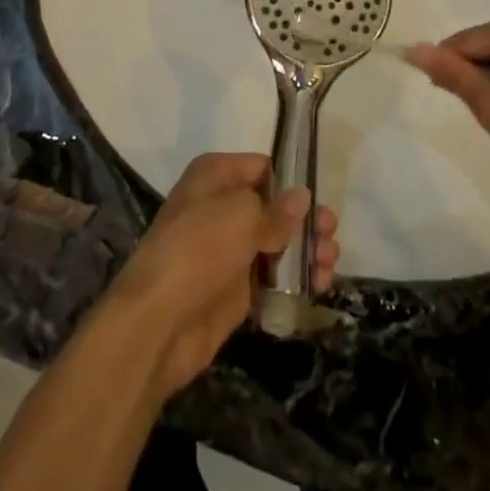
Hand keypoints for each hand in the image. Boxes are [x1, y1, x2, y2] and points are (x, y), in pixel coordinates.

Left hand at [97, 153, 338, 397]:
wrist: (158, 322)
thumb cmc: (198, 248)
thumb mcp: (241, 216)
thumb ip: (276, 210)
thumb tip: (302, 199)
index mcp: (216, 175)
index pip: (262, 168)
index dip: (290, 182)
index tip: (318, 200)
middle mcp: (221, 207)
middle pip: (273, 208)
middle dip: (304, 221)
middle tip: (331, 235)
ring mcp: (227, 251)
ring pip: (276, 245)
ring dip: (305, 252)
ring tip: (329, 266)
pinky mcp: (234, 291)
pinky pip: (271, 279)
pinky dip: (294, 282)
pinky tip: (318, 287)